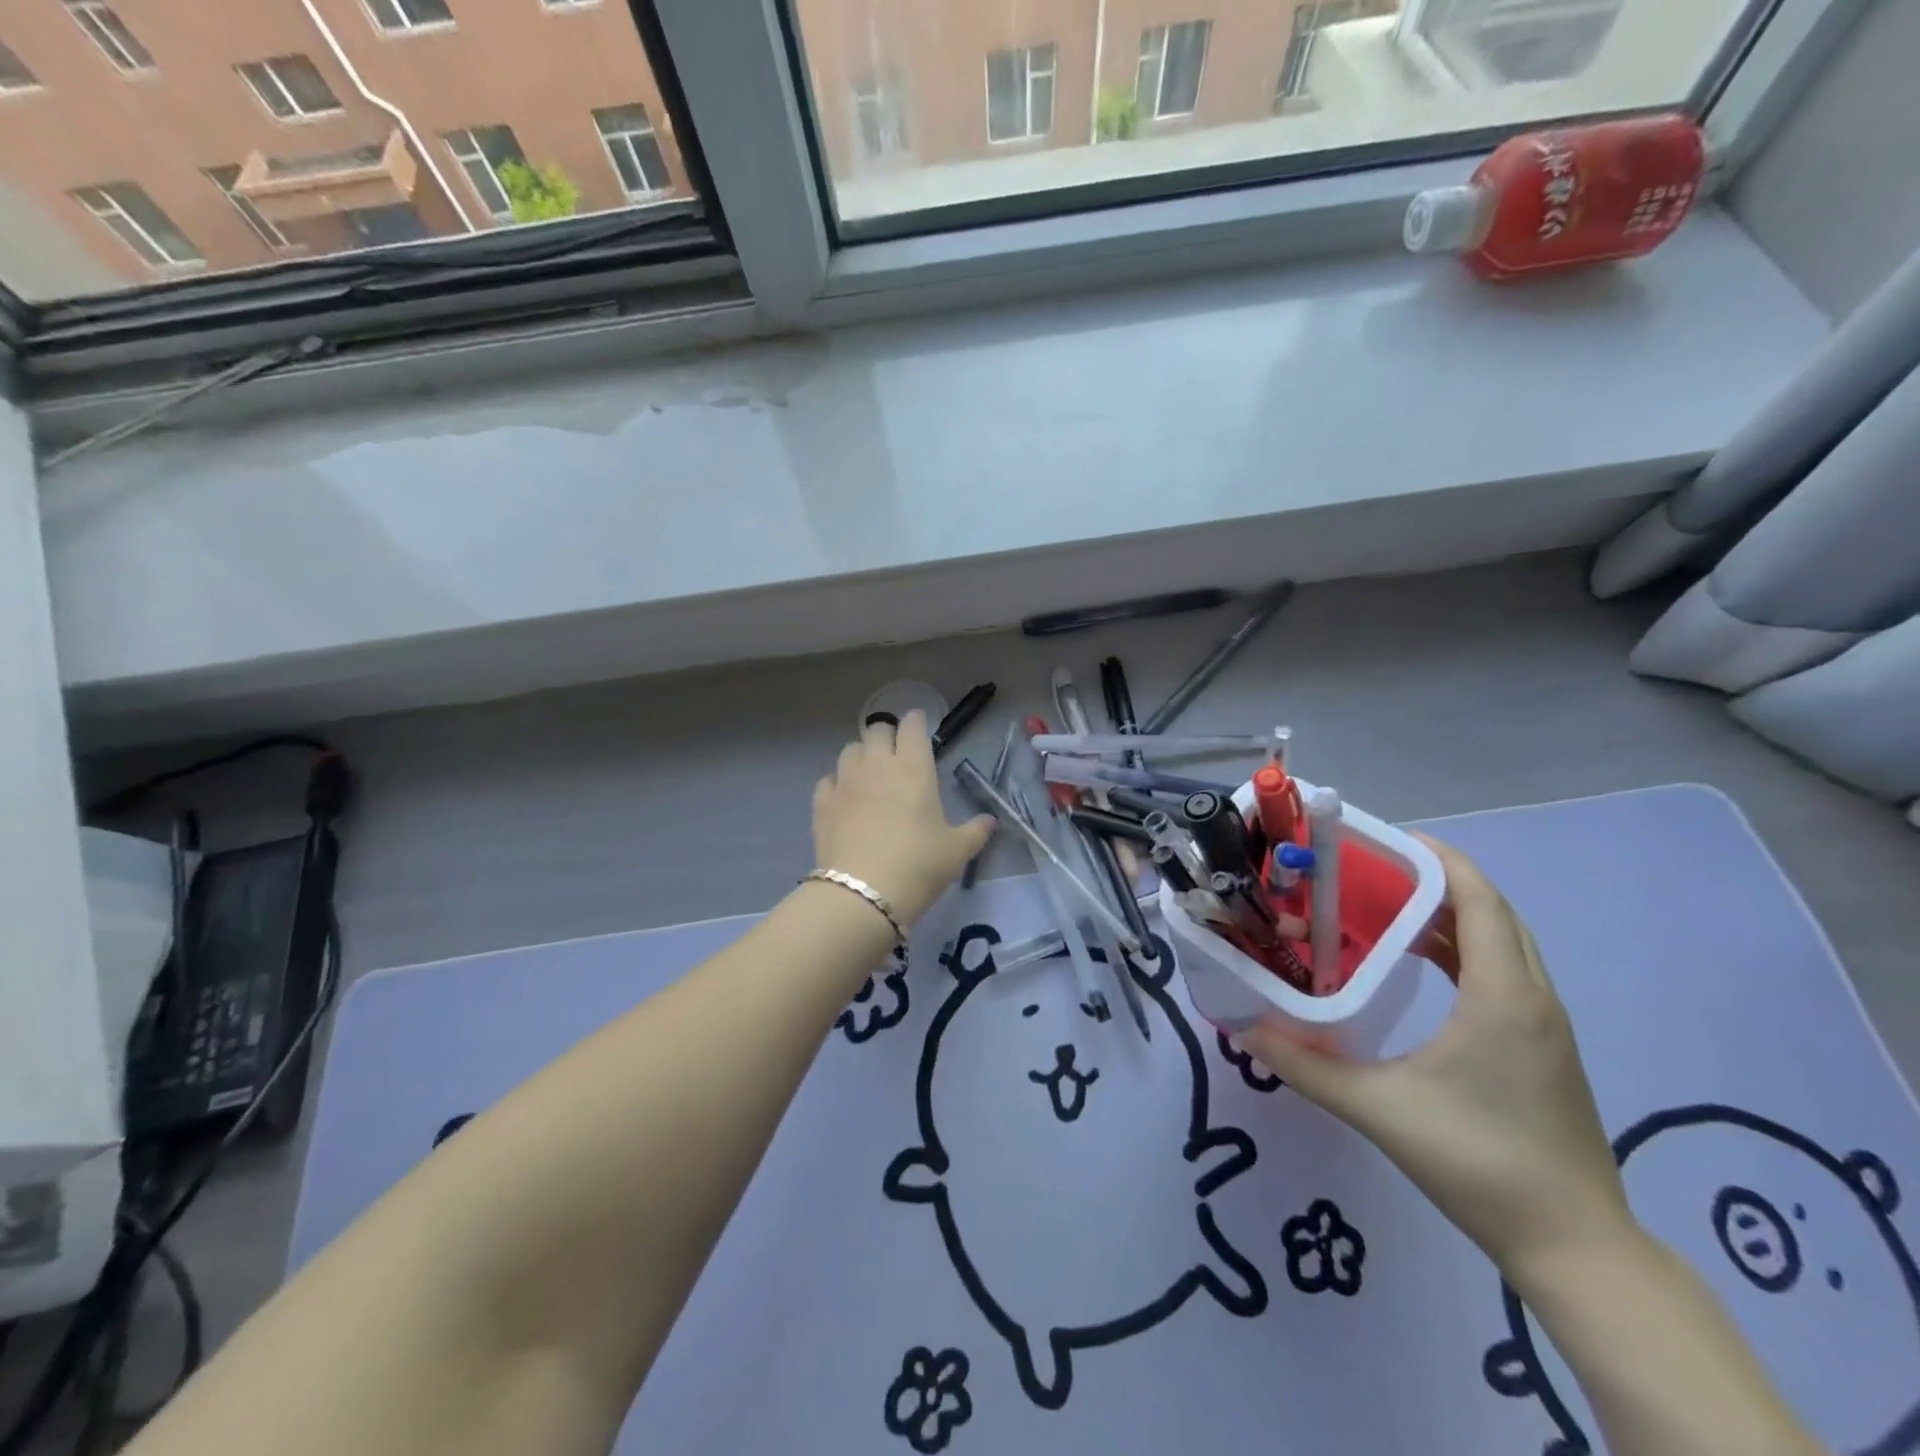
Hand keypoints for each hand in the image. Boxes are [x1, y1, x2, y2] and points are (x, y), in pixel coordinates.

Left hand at [812, 711, 995, 926]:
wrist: (862, 894)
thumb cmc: (919, 866)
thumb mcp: (956, 851)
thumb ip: (975, 831)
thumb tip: (990, 821)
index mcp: (914, 767)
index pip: (912, 726)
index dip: (917, 722)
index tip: (920, 727)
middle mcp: (877, 765)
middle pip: (878, 730)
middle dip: (888, 735)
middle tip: (897, 753)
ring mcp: (845, 782)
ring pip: (850, 750)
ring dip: (862, 755)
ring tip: (870, 774)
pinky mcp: (822, 803)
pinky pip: (828, 779)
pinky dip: (837, 782)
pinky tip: (845, 798)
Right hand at [1239, 835, 1634, 1281]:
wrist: (1576, 1247)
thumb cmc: (1479, 1162)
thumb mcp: (1378, 1108)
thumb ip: (1305, 1065)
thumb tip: (1244, 1028)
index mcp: (1503, 995)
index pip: (1479, 899)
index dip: (1438, 859)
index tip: (1384, 841)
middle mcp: (1533, 997)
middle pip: (1493, 912)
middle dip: (1437, 880)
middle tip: (1372, 871)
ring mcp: (1545, 1025)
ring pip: (1503, 942)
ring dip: (1451, 915)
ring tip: (1386, 907)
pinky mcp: (1543, 1048)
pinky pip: (1505, 972)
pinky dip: (1464, 949)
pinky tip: (1421, 965)